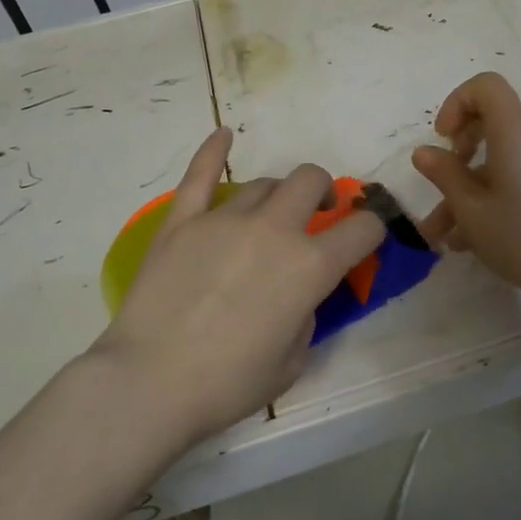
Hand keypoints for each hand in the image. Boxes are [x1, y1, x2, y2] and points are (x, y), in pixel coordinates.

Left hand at [95, 128, 384, 443]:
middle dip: (323, 191)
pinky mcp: (182, 221)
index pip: (362, 229)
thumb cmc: (228, 384)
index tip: (364, 239)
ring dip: (276, 195)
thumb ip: (305, 314)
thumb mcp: (292, 361)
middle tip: (317, 212)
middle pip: (310, 180)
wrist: (149, 383)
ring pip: (263, 183)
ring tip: (269, 214)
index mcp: (310, 266)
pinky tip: (222, 135)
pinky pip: (200, 175)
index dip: (371, 230)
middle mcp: (274, 230)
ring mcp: (224, 219)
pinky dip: (213, 152)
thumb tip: (296, 294)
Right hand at [412, 73, 520, 313]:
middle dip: (457, 148)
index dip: (456, 103)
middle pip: (490, 120)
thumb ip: (444, 175)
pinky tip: (465, 242)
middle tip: (444, 178)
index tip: (443, 139)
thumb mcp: (471, 209)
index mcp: (513, 131)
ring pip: (495, 159)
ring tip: (439, 232)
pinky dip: (486, 198)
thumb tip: (424, 152)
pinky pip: (511, 178)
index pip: (485, 85)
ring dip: (464, 188)